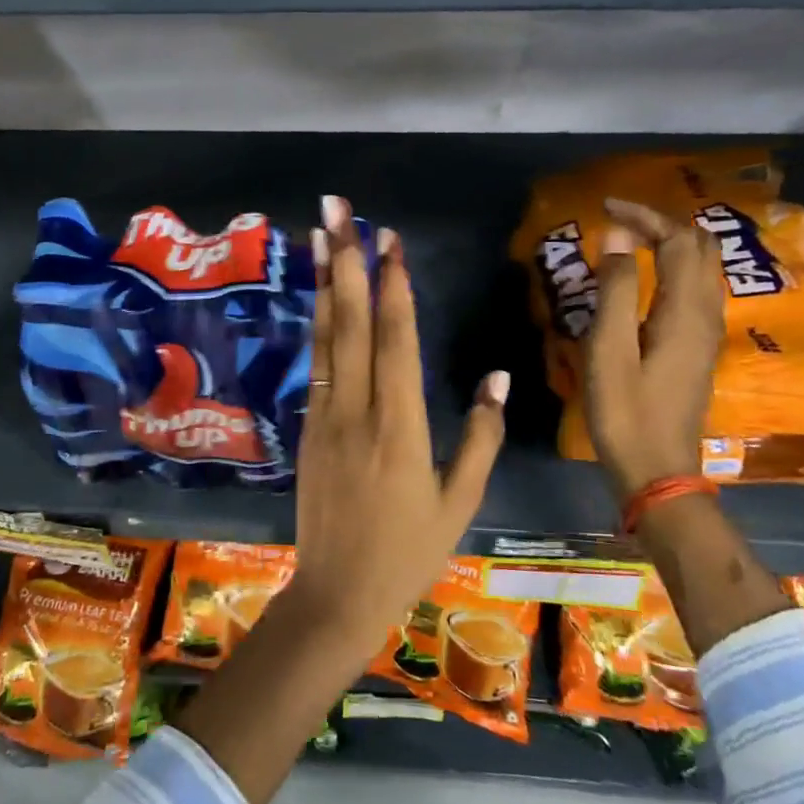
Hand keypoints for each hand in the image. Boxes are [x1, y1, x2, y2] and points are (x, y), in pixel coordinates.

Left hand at [284, 195, 509, 649]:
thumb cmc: (408, 552)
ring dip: (323, 282)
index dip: (392, 285)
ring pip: (325, 337)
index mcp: (402, 428)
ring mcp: (325, 416)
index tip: (389, 239)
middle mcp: (358, 410)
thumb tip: (495, 376)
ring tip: (318, 235)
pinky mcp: (307, 428)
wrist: (337, 594)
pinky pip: (316, 365)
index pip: (396, 340)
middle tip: (336, 210)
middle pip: (351, 323)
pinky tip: (318, 296)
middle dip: (345, 261)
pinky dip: (317, 324)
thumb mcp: (460, 502)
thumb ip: (482, 436)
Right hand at [585, 198, 725, 504]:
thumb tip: (615, 238)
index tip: (606, 207)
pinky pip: (696, 290)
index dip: (645, 216)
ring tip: (633, 241)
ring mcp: (706, 333)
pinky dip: (675, 268)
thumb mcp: (608, 350)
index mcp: (684, 311)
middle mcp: (705, 315)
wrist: (658, 470)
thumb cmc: (625, 411)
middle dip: (664, 224)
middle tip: (620, 221)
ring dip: (673, 244)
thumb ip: (613, 291)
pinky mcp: (698, 349)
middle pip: (700, 249)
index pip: (677, 241)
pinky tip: (649, 278)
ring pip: (703, 269)